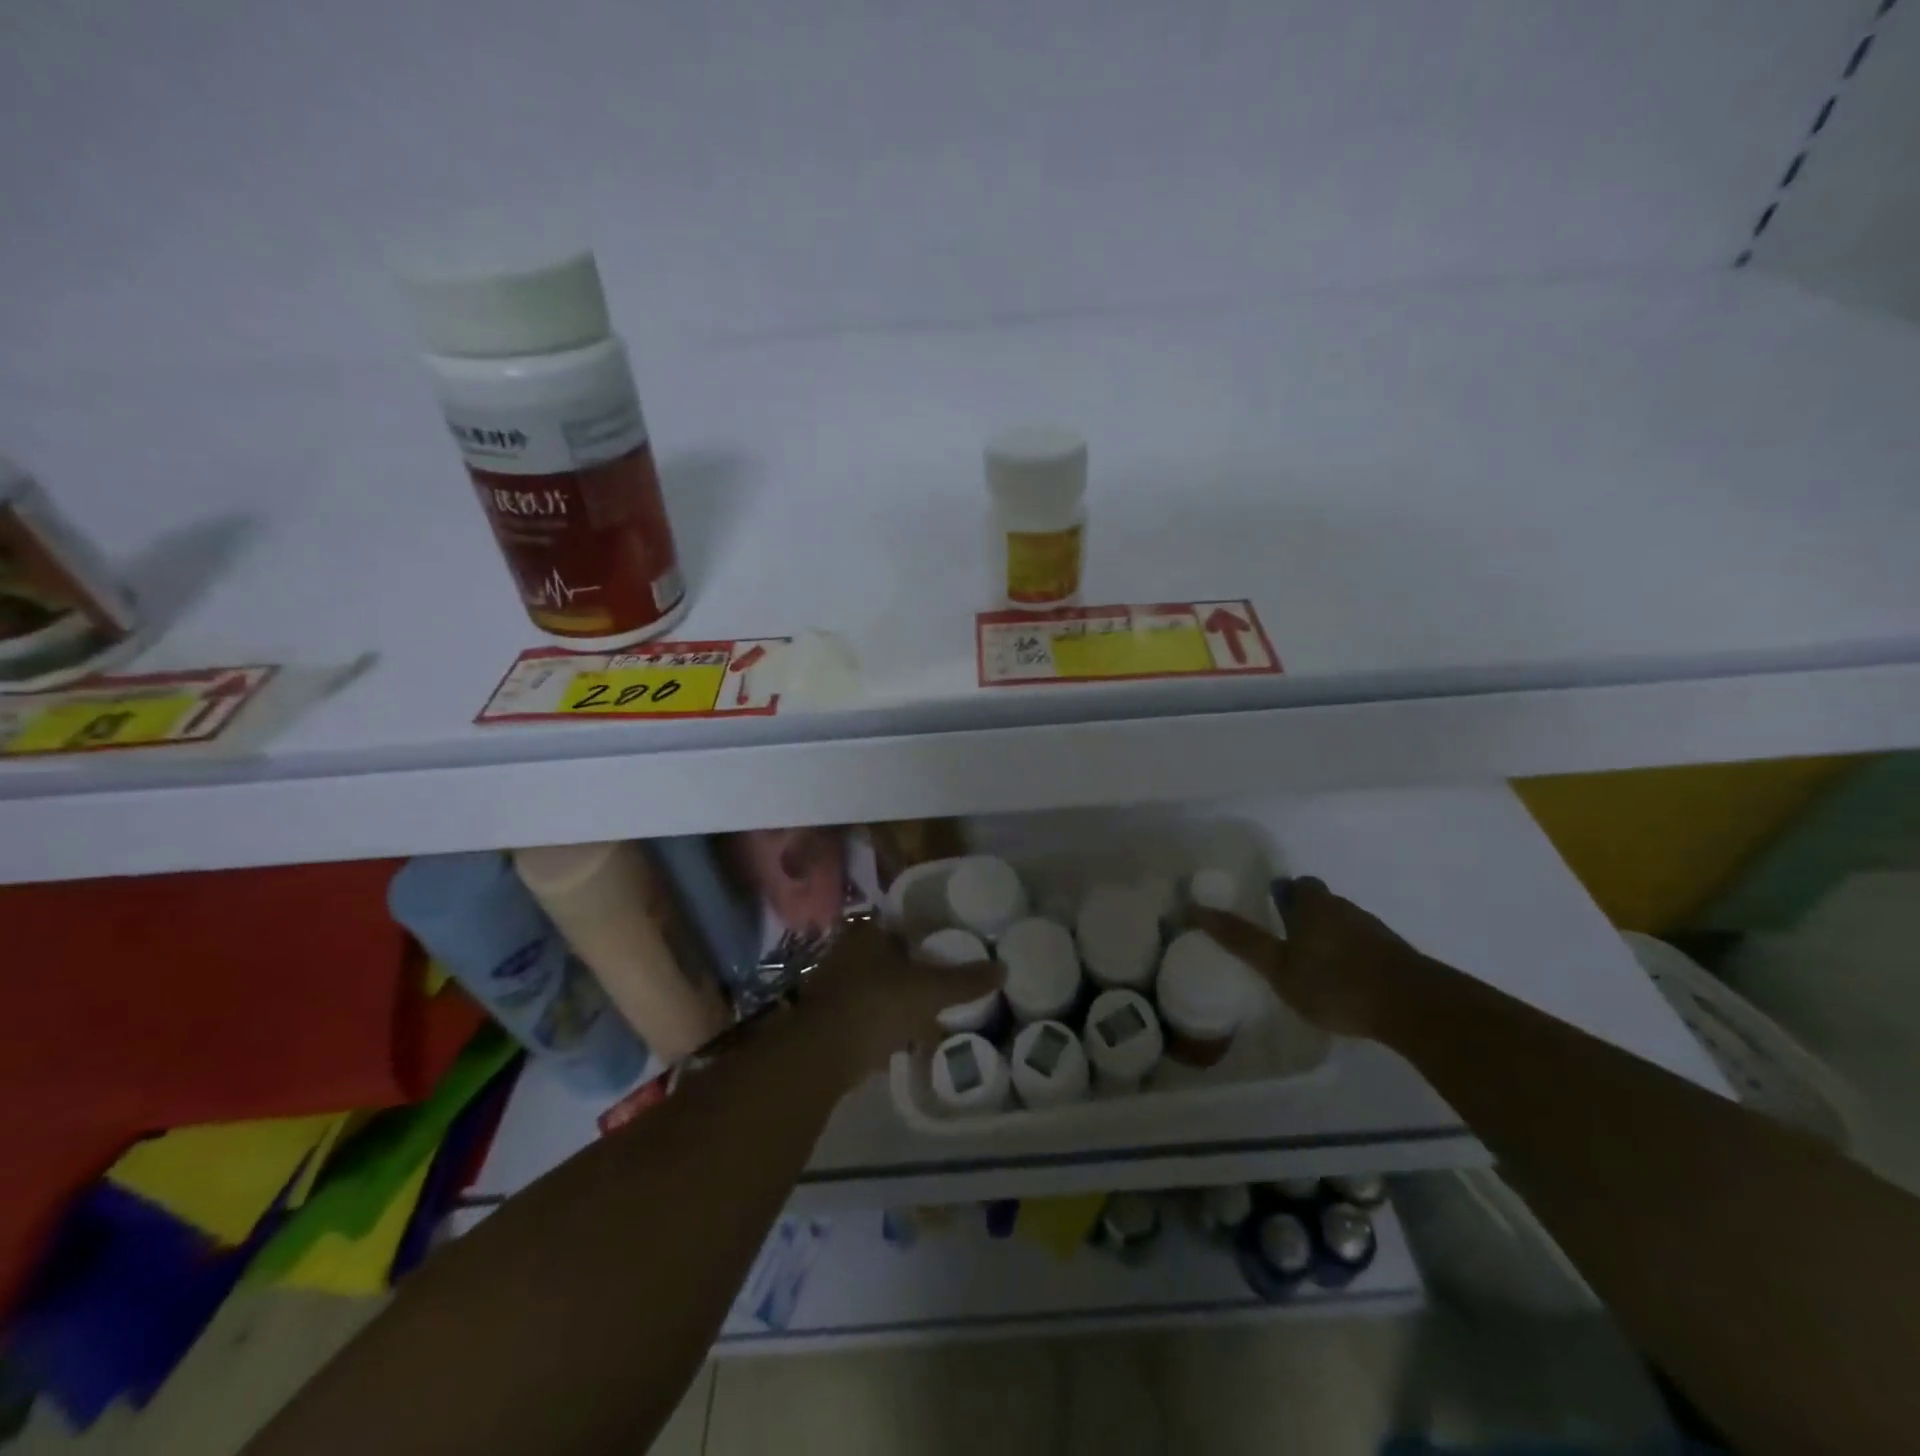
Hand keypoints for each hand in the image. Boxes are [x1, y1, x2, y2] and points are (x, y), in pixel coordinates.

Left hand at [801, 918, 999, 1082]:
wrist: (821, 1054)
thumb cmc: (878, 1005)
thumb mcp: (930, 991)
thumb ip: (965, 980)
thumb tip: (1003, 968)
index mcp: (867, 933)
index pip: (901, 926)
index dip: (925, 937)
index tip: (946, 952)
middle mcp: (845, 952)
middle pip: (888, 957)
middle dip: (912, 972)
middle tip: (940, 987)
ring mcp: (832, 986)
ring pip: (876, 987)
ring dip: (897, 1000)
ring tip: (927, 1017)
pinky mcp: (826, 1019)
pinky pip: (864, 1015)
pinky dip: (882, 1024)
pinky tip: (902, 1041)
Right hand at [1192, 877, 1425, 1039]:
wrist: (1416, 1008)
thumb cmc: (1336, 983)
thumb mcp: (1278, 967)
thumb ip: (1241, 939)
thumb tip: (1195, 907)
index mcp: (1313, 905)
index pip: (1296, 885)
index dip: (1283, 894)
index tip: (1271, 912)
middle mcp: (1344, 908)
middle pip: (1320, 901)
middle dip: (1304, 914)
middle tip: (1287, 940)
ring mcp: (1374, 931)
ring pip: (1343, 923)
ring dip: (1328, 935)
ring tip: (1313, 964)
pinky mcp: (1396, 955)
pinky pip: (1364, 945)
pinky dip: (1351, 955)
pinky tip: (1345, 980)